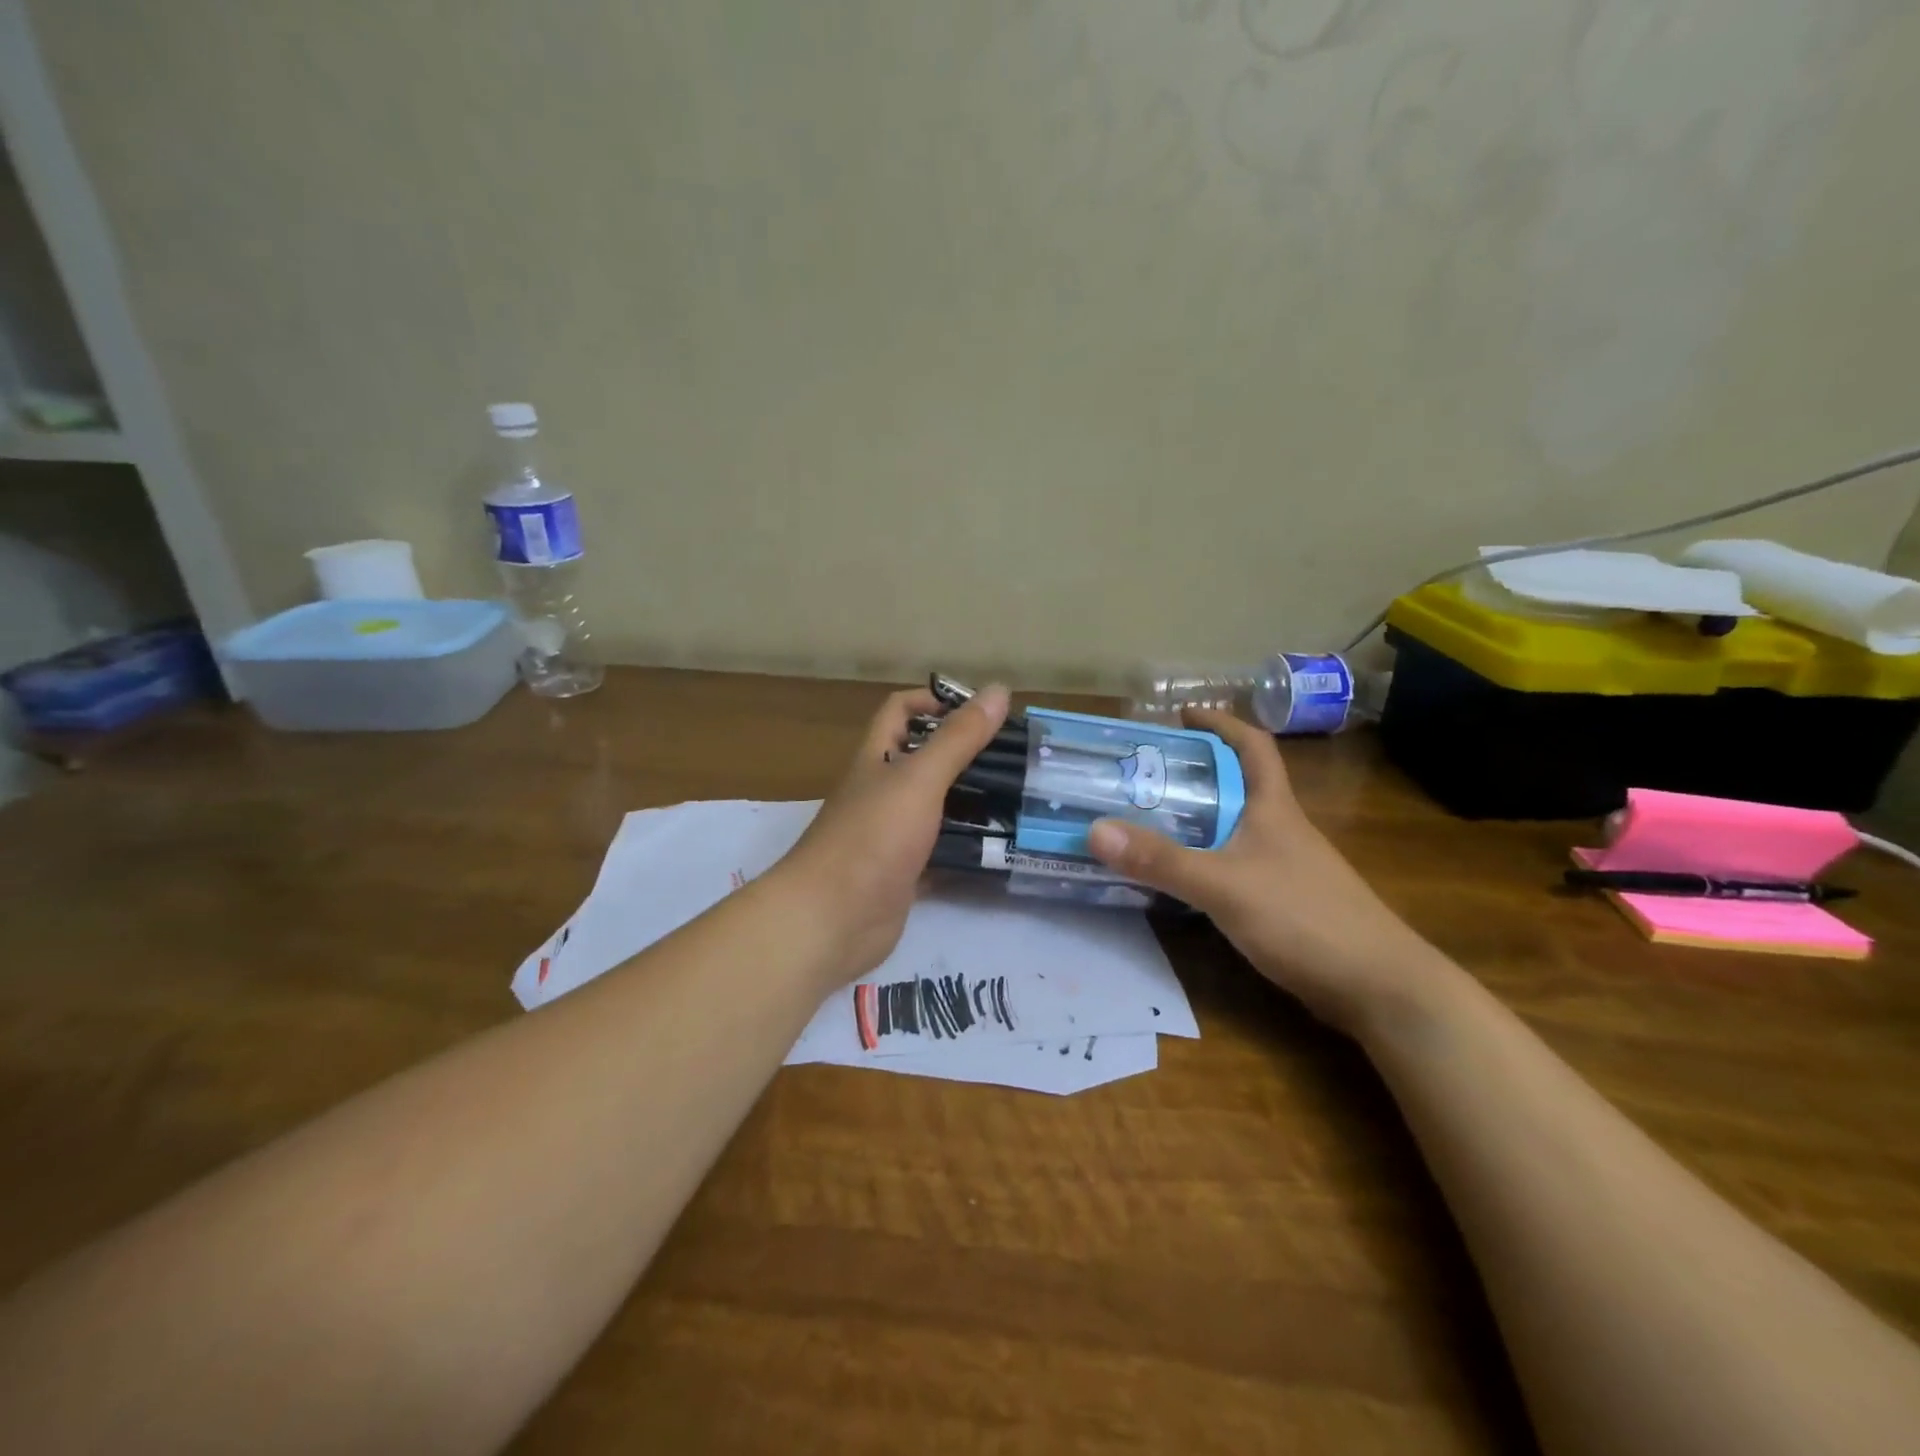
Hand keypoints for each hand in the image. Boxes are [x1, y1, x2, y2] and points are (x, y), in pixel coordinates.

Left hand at [773, 683, 1010, 981]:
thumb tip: (999, 690)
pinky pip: (940, 853)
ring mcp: (891, 835)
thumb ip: (959, 738)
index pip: (901, 711)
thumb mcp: (919, 779)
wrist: (832, 919)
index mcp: (877, 758)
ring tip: (1019, 798)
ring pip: (936, 807)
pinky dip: (966, 849)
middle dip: (966, 753)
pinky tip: (1002, 848)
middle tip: (1016, 757)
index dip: (935, 700)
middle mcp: (882, 791)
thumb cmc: (872, 837)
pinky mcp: (903, 873)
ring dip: (971, 802)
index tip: (981, 710)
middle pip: (924, 759)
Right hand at [1085, 709, 1446, 1035]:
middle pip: (1237, 784)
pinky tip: (1182, 876)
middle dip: (1194, 772)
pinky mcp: (1284, 901)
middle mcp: (1281, 828)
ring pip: (1234, 826)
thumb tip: (1095, 829)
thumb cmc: (1304, 918)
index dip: (1220, 724)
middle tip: (1142, 774)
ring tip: (1148, 819)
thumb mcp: (1223, 885)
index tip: (1180, 716)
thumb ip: (1161, 860)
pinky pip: (1235, 864)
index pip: (1252, 746)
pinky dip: (1206, 858)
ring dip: (1197, 817)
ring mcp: (1286, 866)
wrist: (1378, 987)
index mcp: (1273, 808)